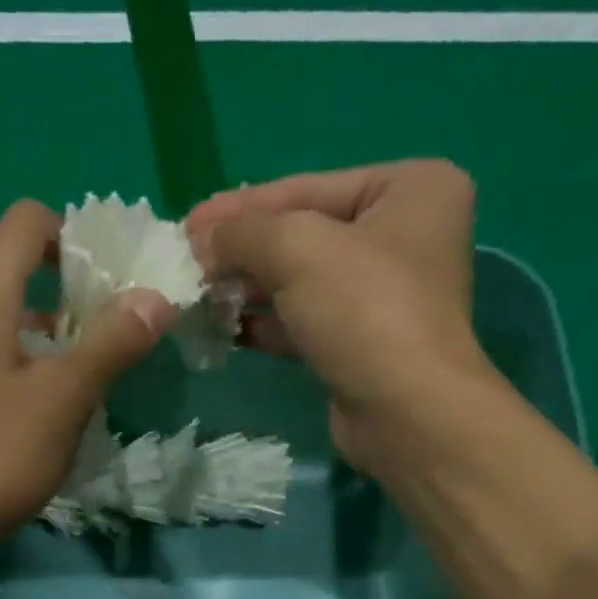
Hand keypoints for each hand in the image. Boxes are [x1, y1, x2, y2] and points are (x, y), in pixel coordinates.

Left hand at [0, 199, 177, 573]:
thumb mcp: (62, 402)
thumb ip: (110, 345)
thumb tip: (155, 297)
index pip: (26, 223)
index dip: (73, 236)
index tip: (105, 282)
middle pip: (6, 277)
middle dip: (59, 303)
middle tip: (97, 348)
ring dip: (29, 345)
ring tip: (62, 395)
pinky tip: (10, 427)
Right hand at [187, 160, 492, 478]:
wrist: (404, 410)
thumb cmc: (363, 310)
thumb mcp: (297, 249)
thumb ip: (244, 233)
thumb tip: (202, 240)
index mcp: (410, 188)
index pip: (308, 188)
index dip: (242, 206)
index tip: (188, 223)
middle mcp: (402, 235)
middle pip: (303, 234)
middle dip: (242, 251)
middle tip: (187, 264)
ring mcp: (382, 295)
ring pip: (299, 282)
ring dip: (246, 290)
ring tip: (196, 297)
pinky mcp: (360, 344)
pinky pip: (302, 321)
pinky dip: (263, 324)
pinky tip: (222, 330)